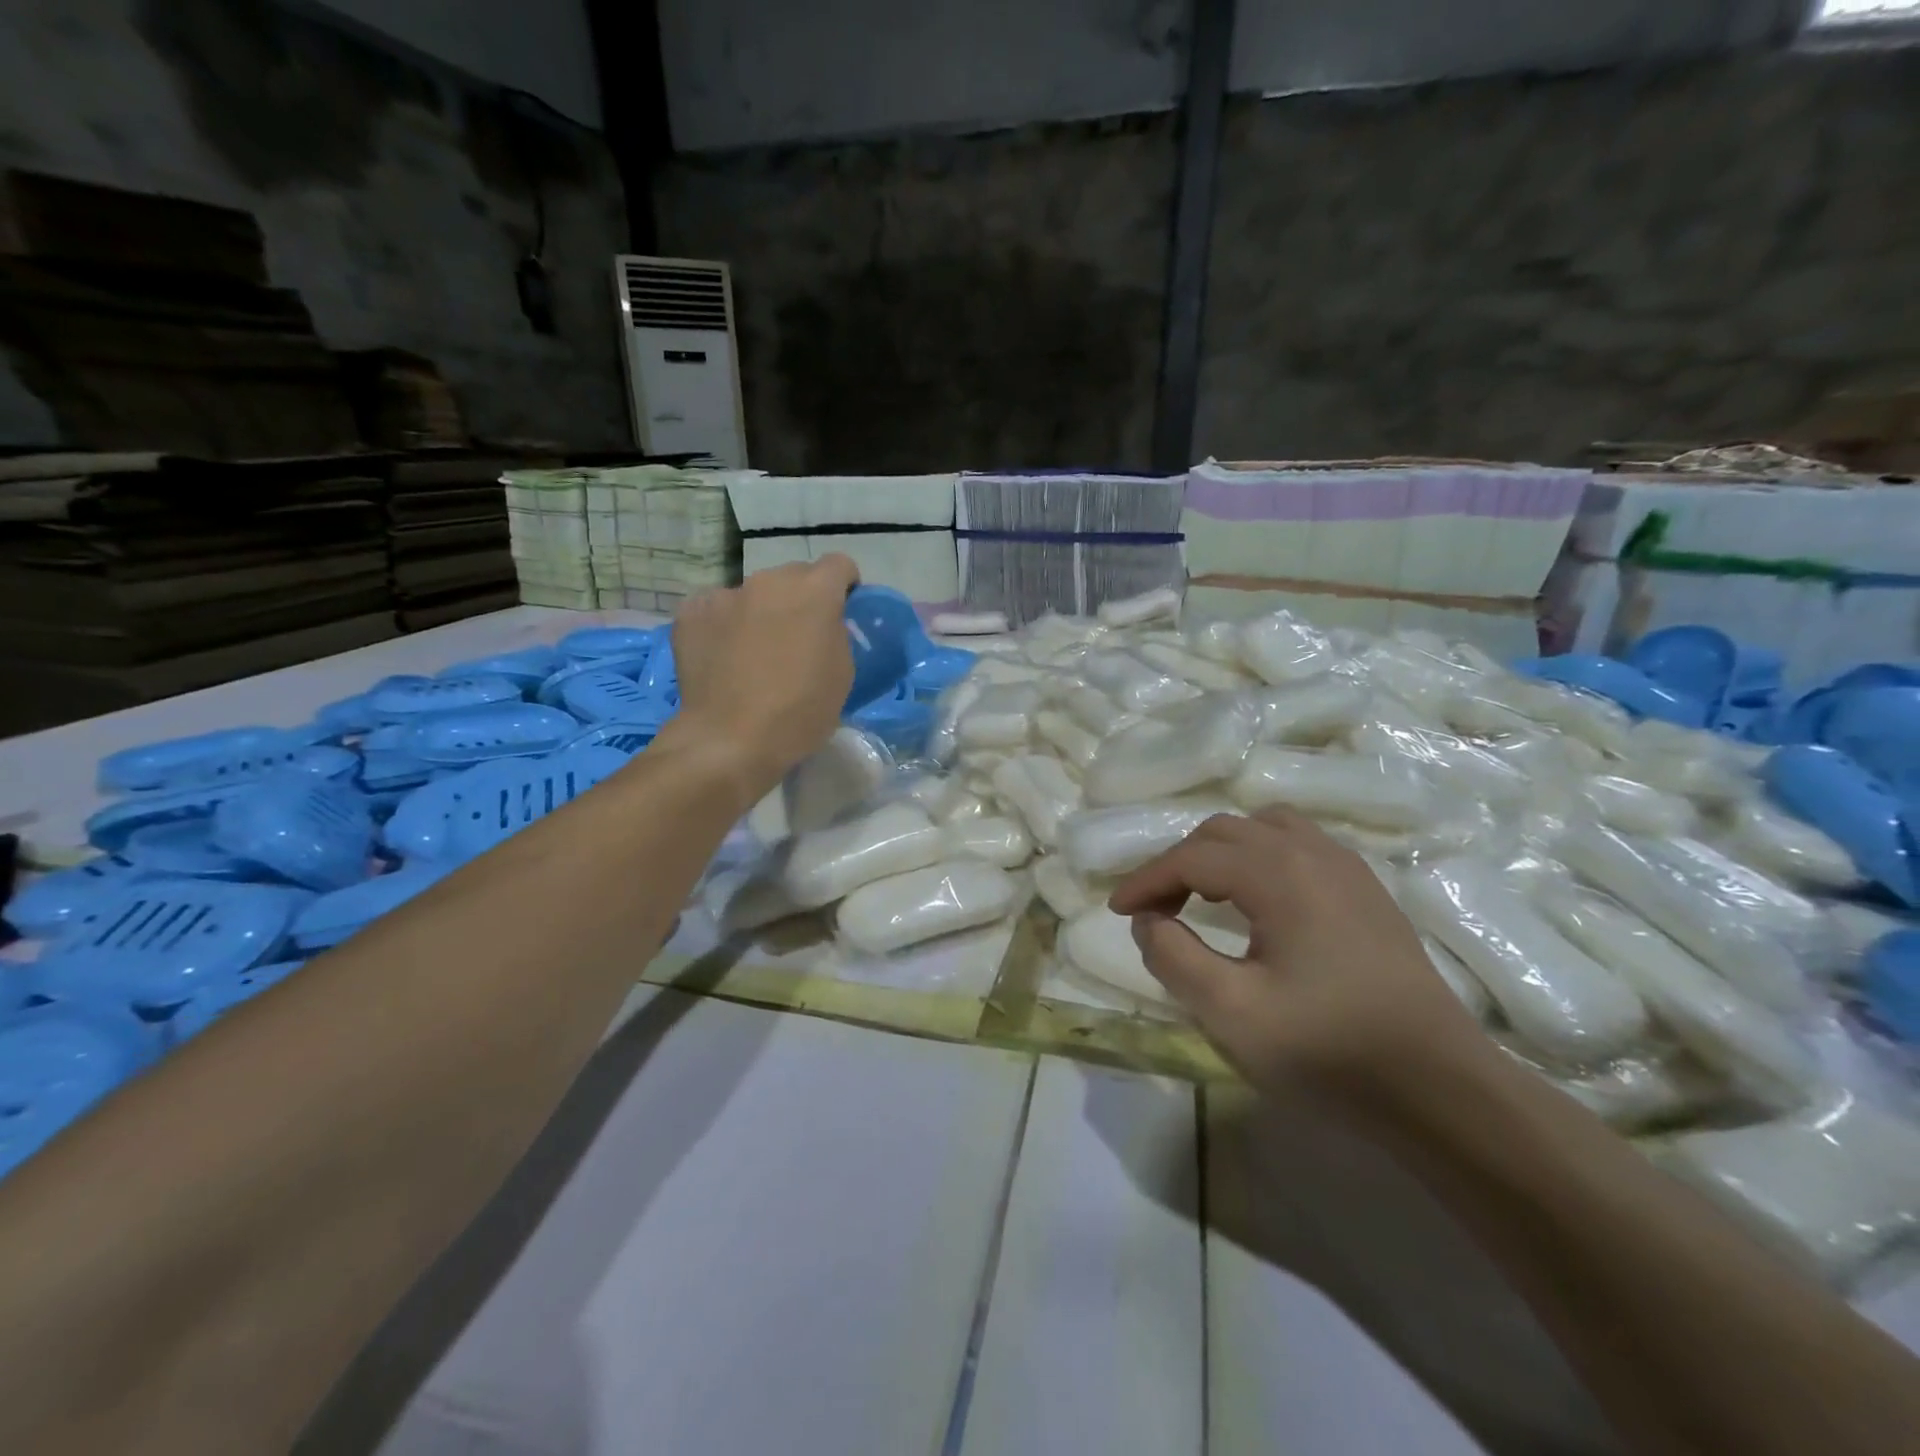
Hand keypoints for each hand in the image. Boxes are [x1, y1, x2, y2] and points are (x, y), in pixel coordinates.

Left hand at [668, 556, 858, 794]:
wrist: (730, 740)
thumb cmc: (799, 712)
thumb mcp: (842, 674)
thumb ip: (835, 634)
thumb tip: (821, 625)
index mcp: (814, 592)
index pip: (839, 564)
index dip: (844, 587)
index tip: (841, 612)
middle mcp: (769, 581)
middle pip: (793, 577)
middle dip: (800, 600)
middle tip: (797, 638)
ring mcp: (726, 594)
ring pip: (753, 594)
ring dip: (761, 612)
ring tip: (754, 652)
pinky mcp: (691, 612)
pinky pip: (717, 609)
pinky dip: (724, 626)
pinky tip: (722, 658)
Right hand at [1108, 808, 1486, 1098]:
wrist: (1441, 1088)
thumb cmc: (1330, 1050)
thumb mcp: (1231, 1012)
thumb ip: (1174, 957)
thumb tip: (1149, 921)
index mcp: (1279, 874)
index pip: (1192, 857)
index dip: (1147, 880)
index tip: (1118, 911)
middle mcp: (1313, 853)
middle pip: (1225, 832)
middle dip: (1179, 863)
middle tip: (1155, 909)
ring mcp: (1348, 868)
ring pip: (1264, 829)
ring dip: (1220, 853)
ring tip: (1201, 895)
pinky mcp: (1367, 891)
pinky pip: (1298, 845)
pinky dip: (1259, 857)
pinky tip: (1258, 900)